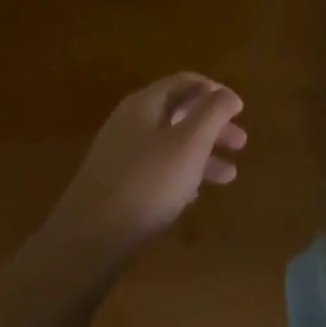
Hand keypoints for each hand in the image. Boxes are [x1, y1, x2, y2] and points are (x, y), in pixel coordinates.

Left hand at [43, 73, 246, 255]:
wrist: (85, 245)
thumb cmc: (146, 183)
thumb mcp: (190, 142)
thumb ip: (213, 111)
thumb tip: (227, 94)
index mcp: (145, 104)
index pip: (186, 82)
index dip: (216, 92)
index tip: (239, 111)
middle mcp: (129, 123)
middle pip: (179, 113)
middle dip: (213, 126)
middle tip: (240, 144)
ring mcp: (118, 156)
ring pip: (170, 144)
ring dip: (202, 154)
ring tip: (229, 176)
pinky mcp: (113, 187)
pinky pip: (155, 169)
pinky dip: (180, 174)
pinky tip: (194, 195)